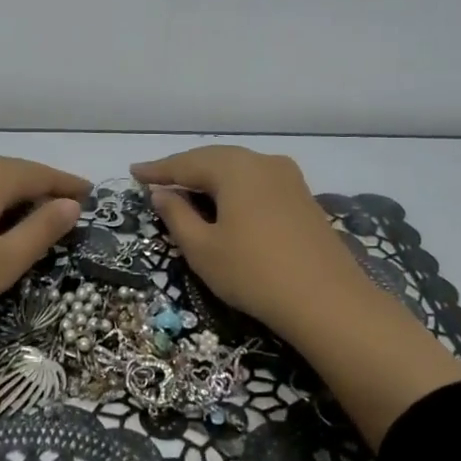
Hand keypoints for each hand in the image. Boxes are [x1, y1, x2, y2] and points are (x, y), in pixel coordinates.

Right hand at [132, 145, 460, 446]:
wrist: (327, 300)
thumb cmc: (253, 272)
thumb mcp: (203, 248)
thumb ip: (177, 216)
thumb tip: (163, 193)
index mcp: (235, 168)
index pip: (186, 163)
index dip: (157, 170)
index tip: (133, 173)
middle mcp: (263, 162)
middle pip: (214, 159)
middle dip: (184, 169)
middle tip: (157, 180)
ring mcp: (289, 179)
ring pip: (239, 170)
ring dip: (210, 178)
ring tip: (187, 190)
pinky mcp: (303, 199)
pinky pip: (257, 183)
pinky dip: (234, 189)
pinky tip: (225, 203)